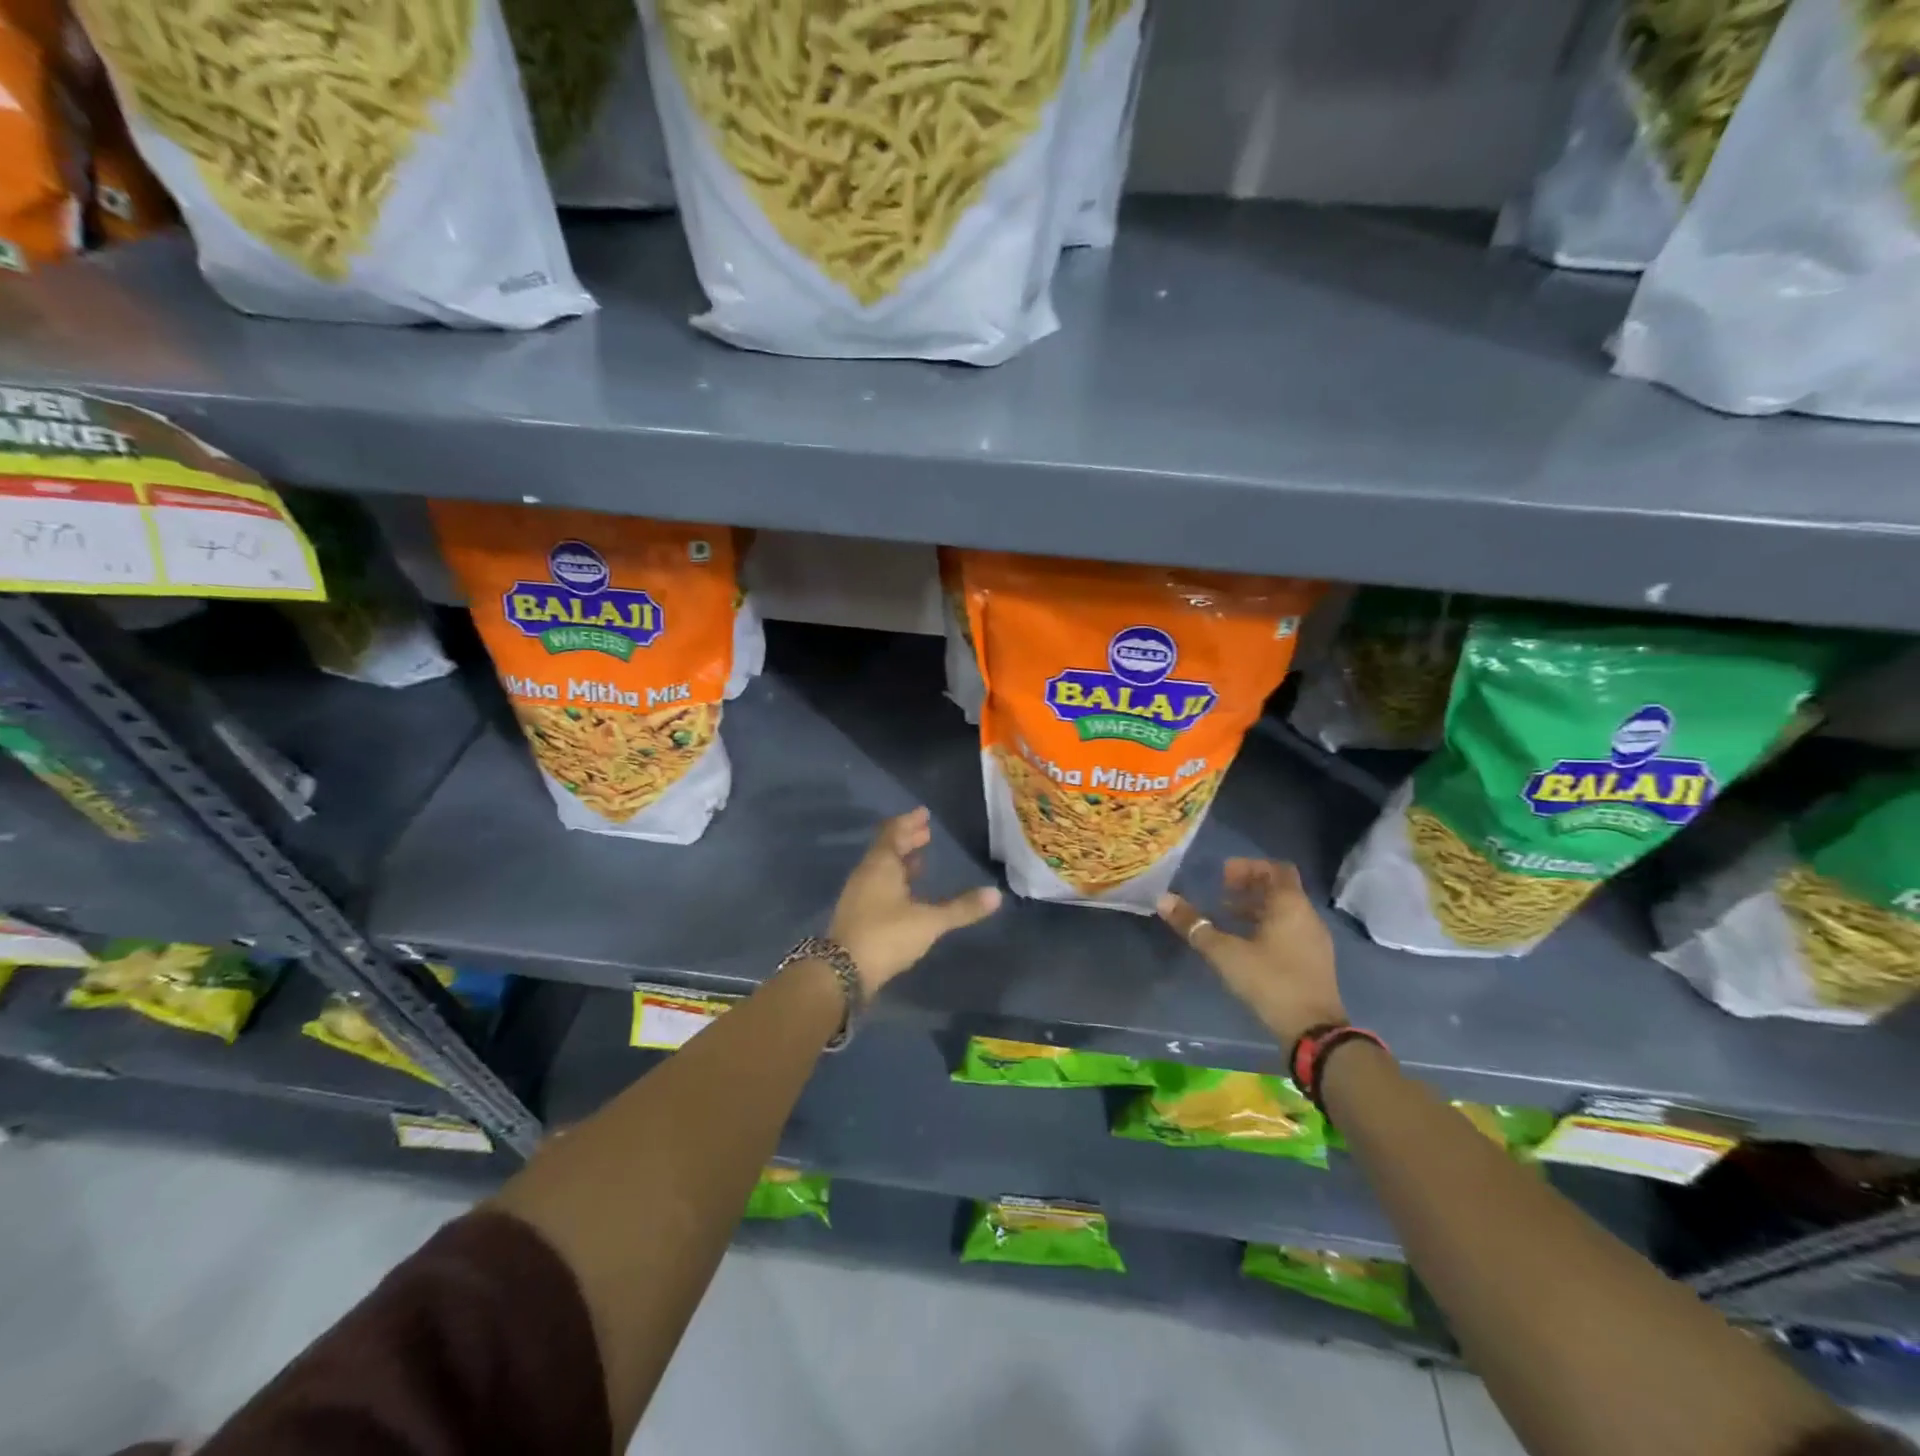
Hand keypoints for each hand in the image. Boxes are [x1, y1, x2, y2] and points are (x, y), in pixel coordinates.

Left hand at [828, 808, 1001, 995]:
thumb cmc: (886, 935)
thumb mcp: (929, 922)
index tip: (924, 813)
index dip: (909, 822)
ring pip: (881, 868)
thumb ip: (961, 908)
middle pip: (886, 849)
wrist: (842, 971)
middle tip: (926, 832)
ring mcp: (858, 894)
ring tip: (920, 858)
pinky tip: (907, 893)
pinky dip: (894, 880)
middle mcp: (866, 874)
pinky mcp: (857, 914)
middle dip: (907, 839)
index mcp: (880, 865)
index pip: (893, 833)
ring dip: (900, 860)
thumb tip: (996, 894)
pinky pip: (877, 885)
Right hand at [1157, 859, 1345, 1044]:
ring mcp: (1314, 940)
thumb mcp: (1225, 953)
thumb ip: (1194, 925)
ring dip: (1257, 908)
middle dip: (1250, 886)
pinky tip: (1246, 944)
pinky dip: (1267, 926)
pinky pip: (1290, 930)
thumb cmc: (1270, 981)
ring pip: (1285, 911)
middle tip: (1221, 893)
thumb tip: (1163, 899)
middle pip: (1280, 888)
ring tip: (1227, 917)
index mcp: (1290, 905)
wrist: (1314, 1031)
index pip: (1275, 869)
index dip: (1249, 867)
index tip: (1223, 876)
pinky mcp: (1314, 961)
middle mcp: (1307, 916)